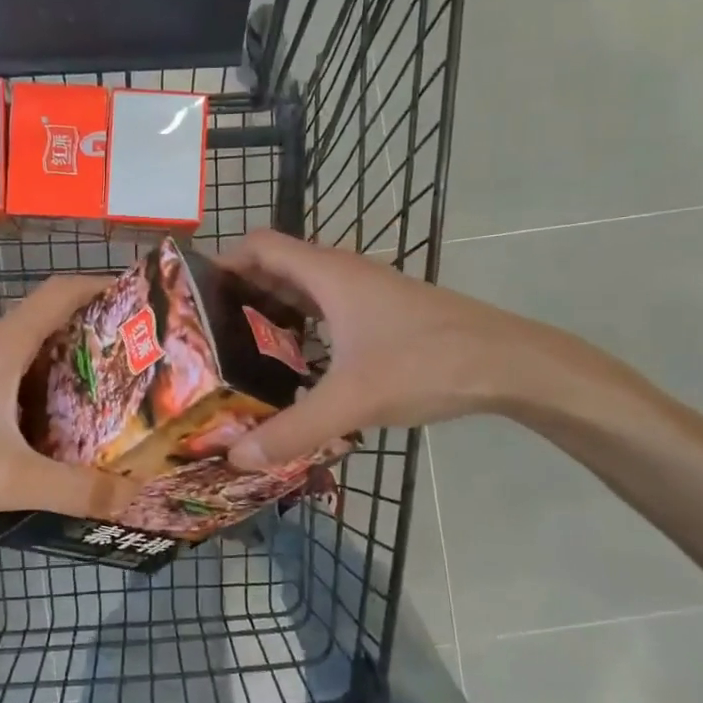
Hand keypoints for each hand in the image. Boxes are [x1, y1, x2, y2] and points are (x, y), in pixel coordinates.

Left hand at [0, 274, 140, 529]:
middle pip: (50, 320)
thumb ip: (75, 489)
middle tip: (139, 358)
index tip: (142, 301)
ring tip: (111, 392)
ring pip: (29, 353)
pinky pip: (10, 379)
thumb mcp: (12, 479)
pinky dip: (41, 389)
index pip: (61, 292)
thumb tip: (132, 497)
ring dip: (68, 364)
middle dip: (96, 332)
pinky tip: (56, 426)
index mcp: (3, 347)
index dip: (102, 286)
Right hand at [220, 230, 597, 468]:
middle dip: (239, 295)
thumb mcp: (352, 400)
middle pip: (275, 268)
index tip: (194, 297)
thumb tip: (236, 458)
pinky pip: (326, 311)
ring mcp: (365, 293)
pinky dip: (302, 330)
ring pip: (302, 292)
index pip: (258, 244)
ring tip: (239, 355)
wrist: (509, 363)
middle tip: (207, 336)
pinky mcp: (382, 315)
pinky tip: (296, 370)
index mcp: (326, 273)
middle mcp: (341, 273)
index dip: (223, 262)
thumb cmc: (426, 363)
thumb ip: (292, 430)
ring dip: (270, 313)